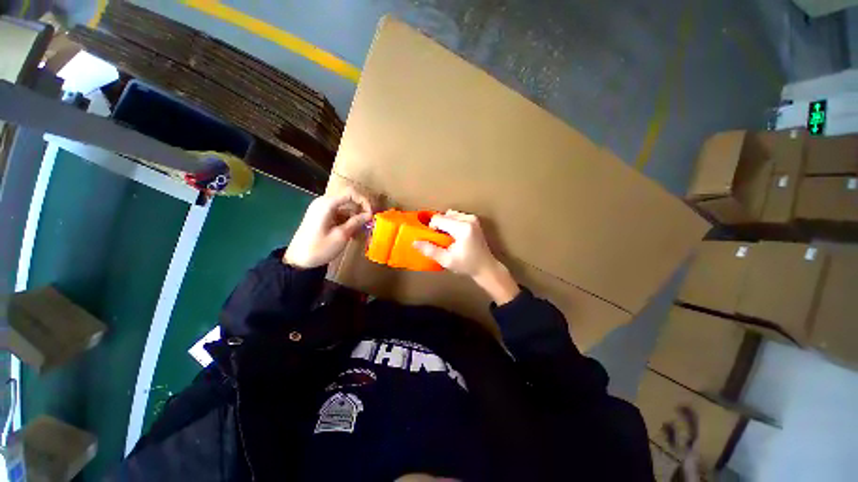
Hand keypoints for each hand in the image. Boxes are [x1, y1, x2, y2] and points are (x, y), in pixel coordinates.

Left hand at [284, 188, 372, 268]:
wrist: (298, 261)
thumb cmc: (320, 248)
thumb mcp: (341, 235)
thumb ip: (356, 222)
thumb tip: (370, 214)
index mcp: (327, 204)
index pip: (351, 193)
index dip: (364, 201)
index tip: (371, 214)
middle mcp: (323, 202)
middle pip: (348, 199)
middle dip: (360, 210)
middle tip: (369, 223)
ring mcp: (321, 209)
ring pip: (345, 208)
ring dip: (355, 217)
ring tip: (361, 231)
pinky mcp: (321, 217)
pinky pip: (339, 214)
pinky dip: (347, 221)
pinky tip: (352, 233)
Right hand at [413, 210, 519, 304]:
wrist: (485, 267)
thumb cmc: (466, 265)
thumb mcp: (446, 260)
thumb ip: (430, 250)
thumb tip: (414, 242)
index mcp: (462, 228)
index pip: (438, 219)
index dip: (432, 228)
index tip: (434, 239)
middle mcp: (469, 219)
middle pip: (444, 215)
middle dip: (439, 226)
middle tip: (441, 240)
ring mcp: (473, 218)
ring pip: (450, 215)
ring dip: (445, 224)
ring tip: (448, 238)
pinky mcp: (474, 220)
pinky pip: (456, 216)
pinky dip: (452, 223)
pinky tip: (454, 236)